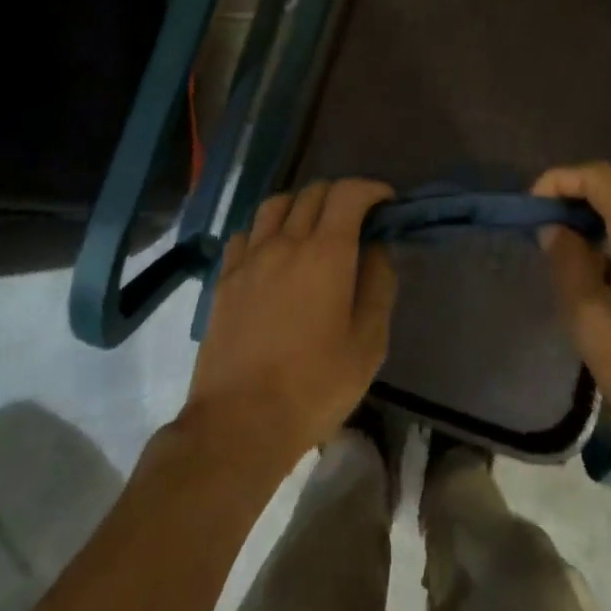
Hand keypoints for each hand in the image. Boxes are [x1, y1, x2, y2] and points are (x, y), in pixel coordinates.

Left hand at [184, 180, 396, 480]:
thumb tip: (376, 247)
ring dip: (301, 205)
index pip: (348, 193)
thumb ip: (378, 284)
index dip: (371, 189)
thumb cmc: (315, 386)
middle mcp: (285, 241)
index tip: (385, 203)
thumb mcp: (368, 343)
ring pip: (276, 204)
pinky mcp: (224, 277)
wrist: (239, 421)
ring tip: (312, 229)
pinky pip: (246, 233)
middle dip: (341, 195)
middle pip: (313, 192)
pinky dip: (266, 230)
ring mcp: (249, 257)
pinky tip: (273, 254)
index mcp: (326, 253)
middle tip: (355, 221)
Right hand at [533, 162, 610, 487]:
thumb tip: (556, 228)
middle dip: (575, 196)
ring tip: (563, 252)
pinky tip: (598, 277)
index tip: (531, 208)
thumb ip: (568, 264)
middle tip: (542, 227)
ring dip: (595, 219)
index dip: (560, 179)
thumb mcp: (591, 322)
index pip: (601, 176)